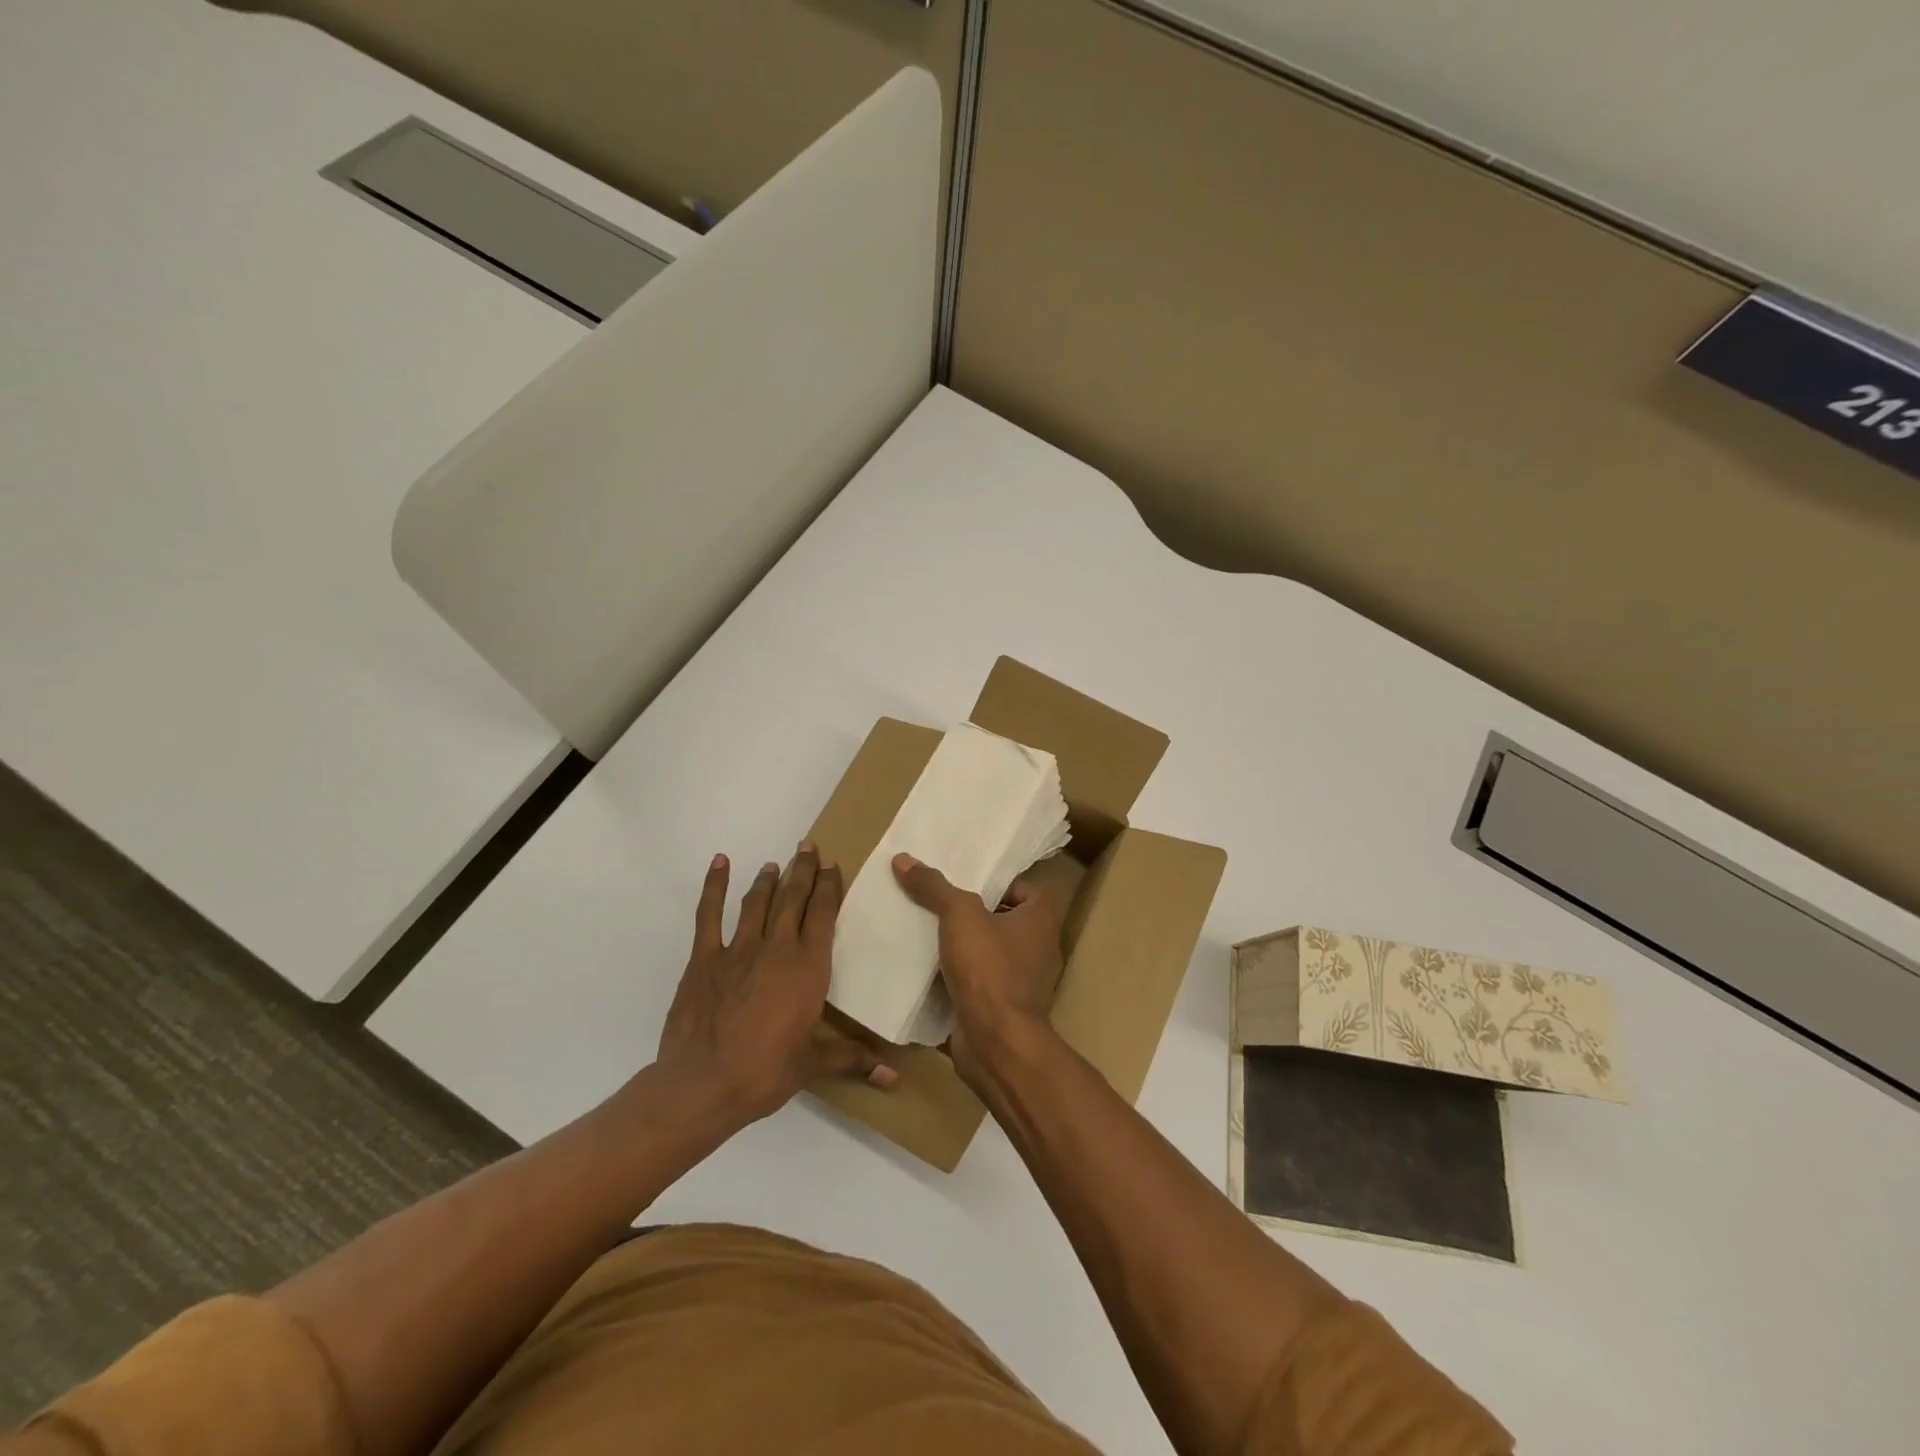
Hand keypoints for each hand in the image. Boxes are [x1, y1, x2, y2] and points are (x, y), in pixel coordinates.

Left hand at [656, 844, 895, 1130]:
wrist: (704, 1084)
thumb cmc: (766, 1073)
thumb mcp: (813, 1065)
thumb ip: (853, 1059)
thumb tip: (895, 1077)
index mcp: (808, 968)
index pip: (823, 914)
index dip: (829, 886)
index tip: (833, 864)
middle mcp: (777, 948)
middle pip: (793, 898)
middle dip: (803, 870)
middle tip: (809, 847)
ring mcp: (738, 949)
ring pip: (757, 902)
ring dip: (768, 880)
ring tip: (775, 864)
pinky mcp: (705, 958)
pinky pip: (709, 915)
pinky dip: (714, 886)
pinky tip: (720, 863)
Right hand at [892, 852, 1065, 1090]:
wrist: (995, 1042)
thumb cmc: (989, 968)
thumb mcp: (958, 915)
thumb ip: (934, 886)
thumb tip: (903, 858)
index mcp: (1040, 921)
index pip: (1025, 890)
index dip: (998, 884)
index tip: (966, 884)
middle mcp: (1038, 950)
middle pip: (1004, 921)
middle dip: (973, 915)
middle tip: (938, 904)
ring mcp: (1023, 984)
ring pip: (989, 955)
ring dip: (963, 948)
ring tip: (926, 933)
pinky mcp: (1002, 1010)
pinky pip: (978, 985)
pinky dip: (958, 979)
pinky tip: (927, 970)